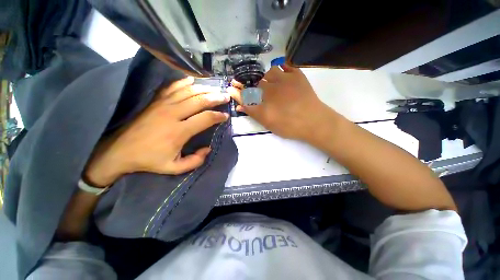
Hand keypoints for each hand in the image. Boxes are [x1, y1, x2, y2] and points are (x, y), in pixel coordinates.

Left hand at [84, 77, 229, 186]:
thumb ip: (195, 161)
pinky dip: (183, 82)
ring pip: (189, 92)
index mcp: (179, 131)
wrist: (120, 151)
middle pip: (200, 101)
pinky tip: (192, 80)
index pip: (206, 118)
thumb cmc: (149, 160)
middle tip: (226, 96)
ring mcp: (163, 105)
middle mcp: (173, 114)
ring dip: (204, 89)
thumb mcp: (174, 168)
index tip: (225, 116)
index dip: (218, 116)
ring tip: (215, 88)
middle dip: (216, 98)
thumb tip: (208, 149)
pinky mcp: (155, 101)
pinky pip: (172, 87)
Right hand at [229, 65, 331, 139]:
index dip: (238, 91)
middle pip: (256, 82)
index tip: (232, 87)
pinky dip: (281, 68)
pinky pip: (286, 65)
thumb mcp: (268, 123)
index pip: (246, 94)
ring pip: (270, 71)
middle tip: (253, 88)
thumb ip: (253, 113)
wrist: (313, 121)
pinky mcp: (297, 75)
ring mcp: (285, 79)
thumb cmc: (289, 126)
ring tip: (269, 83)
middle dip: (250, 83)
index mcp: (264, 100)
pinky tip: (281, 74)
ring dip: (266, 76)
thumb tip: (239, 106)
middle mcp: (271, 87)